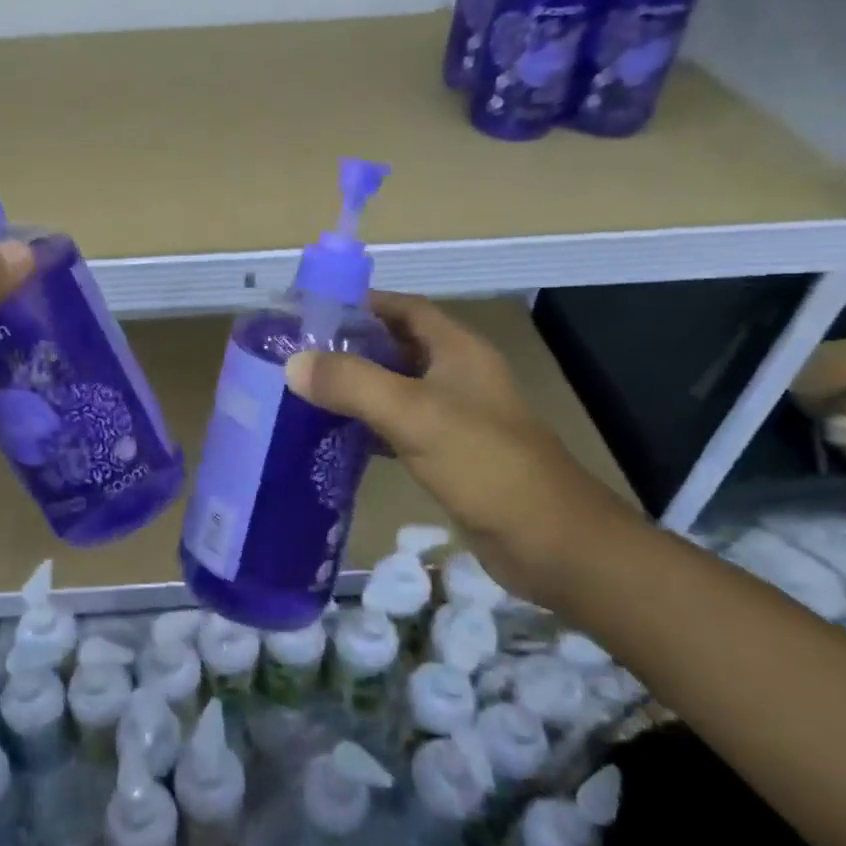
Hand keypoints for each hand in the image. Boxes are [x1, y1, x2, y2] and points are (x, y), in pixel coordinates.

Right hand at [285, 291, 642, 603]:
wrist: (551, 542)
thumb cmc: (484, 463)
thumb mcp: (413, 414)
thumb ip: (353, 383)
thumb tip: (293, 363)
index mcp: (457, 350)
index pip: (404, 307)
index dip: (361, 303)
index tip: (311, 312)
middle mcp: (457, 375)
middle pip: (396, 346)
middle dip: (350, 347)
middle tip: (297, 355)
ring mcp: (454, 417)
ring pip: (395, 389)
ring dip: (356, 388)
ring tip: (305, 392)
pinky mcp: (449, 455)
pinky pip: (399, 428)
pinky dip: (368, 427)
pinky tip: (334, 437)